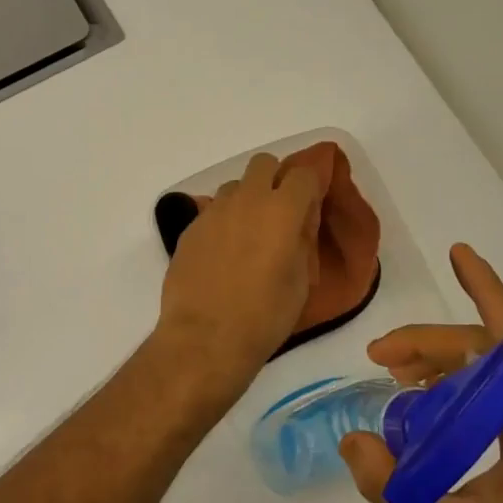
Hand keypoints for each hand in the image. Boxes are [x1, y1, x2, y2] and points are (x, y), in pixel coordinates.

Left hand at [157, 153, 324, 389]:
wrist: (205, 338)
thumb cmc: (264, 316)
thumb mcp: (300, 281)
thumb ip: (303, 240)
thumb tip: (300, 221)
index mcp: (281, 211)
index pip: (304, 174)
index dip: (311, 185)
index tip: (312, 204)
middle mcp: (246, 200)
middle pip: (264, 164)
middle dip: (276, 179)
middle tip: (280, 212)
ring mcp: (213, 212)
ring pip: (235, 186)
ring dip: (247, 199)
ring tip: (249, 234)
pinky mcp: (190, 228)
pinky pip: (213, 210)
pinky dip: (224, 220)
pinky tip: (224, 252)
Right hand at [340, 244, 502, 502]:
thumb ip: (395, 490)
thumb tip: (350, 441)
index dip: (487, 291)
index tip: (459, 254)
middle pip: (489, 357)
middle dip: (432, 344)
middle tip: (378, 355)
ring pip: (491, 381)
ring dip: (443, 368)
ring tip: (393, 376)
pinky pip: (494, 408)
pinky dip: (456, 397)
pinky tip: (422, 418)